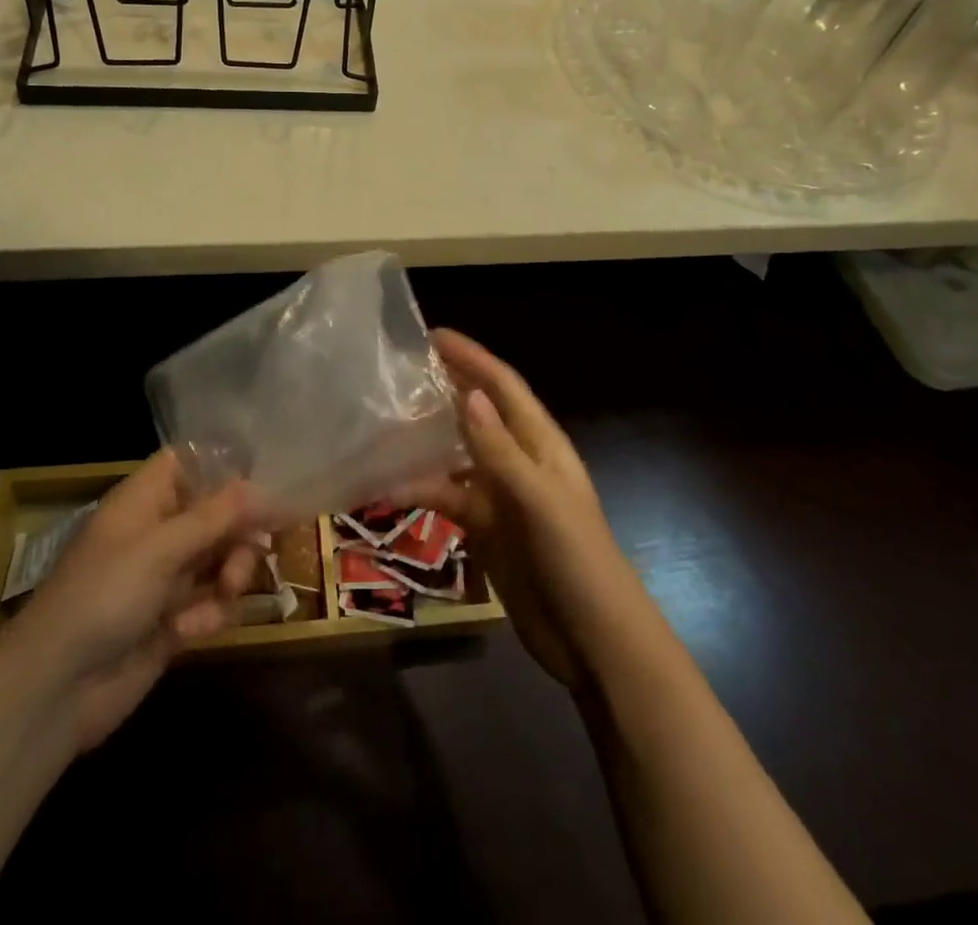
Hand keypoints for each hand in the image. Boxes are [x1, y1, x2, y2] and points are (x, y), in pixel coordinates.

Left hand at [0, 452, 257, 753]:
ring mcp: (165, 578)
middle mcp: (158, 532)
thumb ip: (216, 516)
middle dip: (240, 530)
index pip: (188, 463)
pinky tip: (189, 631)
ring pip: (221, 558)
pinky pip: (212, 603)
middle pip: (217, 512)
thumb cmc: (104, 596)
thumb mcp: (161, 548)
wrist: (55, 689)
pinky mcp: (173, 621)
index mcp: (145, 500)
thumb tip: (262, 485)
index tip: (263, 478)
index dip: (223, 466)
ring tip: (227, 593)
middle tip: (255, 548)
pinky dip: (210, 614)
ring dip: (232, 573)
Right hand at [405, 329, 663, 690]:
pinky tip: (389, 488)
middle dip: (445, 388)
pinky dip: (421, 490)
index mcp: (541, 444)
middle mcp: (519, 461)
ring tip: (383, 423)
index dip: (472, 357)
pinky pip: (448, 497)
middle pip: (477, 413)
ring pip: (457, 454)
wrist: (595, 642)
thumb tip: (470, 395)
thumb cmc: (577, 561)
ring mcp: (502, 495)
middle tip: (398, 371)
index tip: (432, 335)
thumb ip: (501, 451)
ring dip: (426, 440)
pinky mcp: (487, 528)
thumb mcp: (540, 501)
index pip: (503, 386)